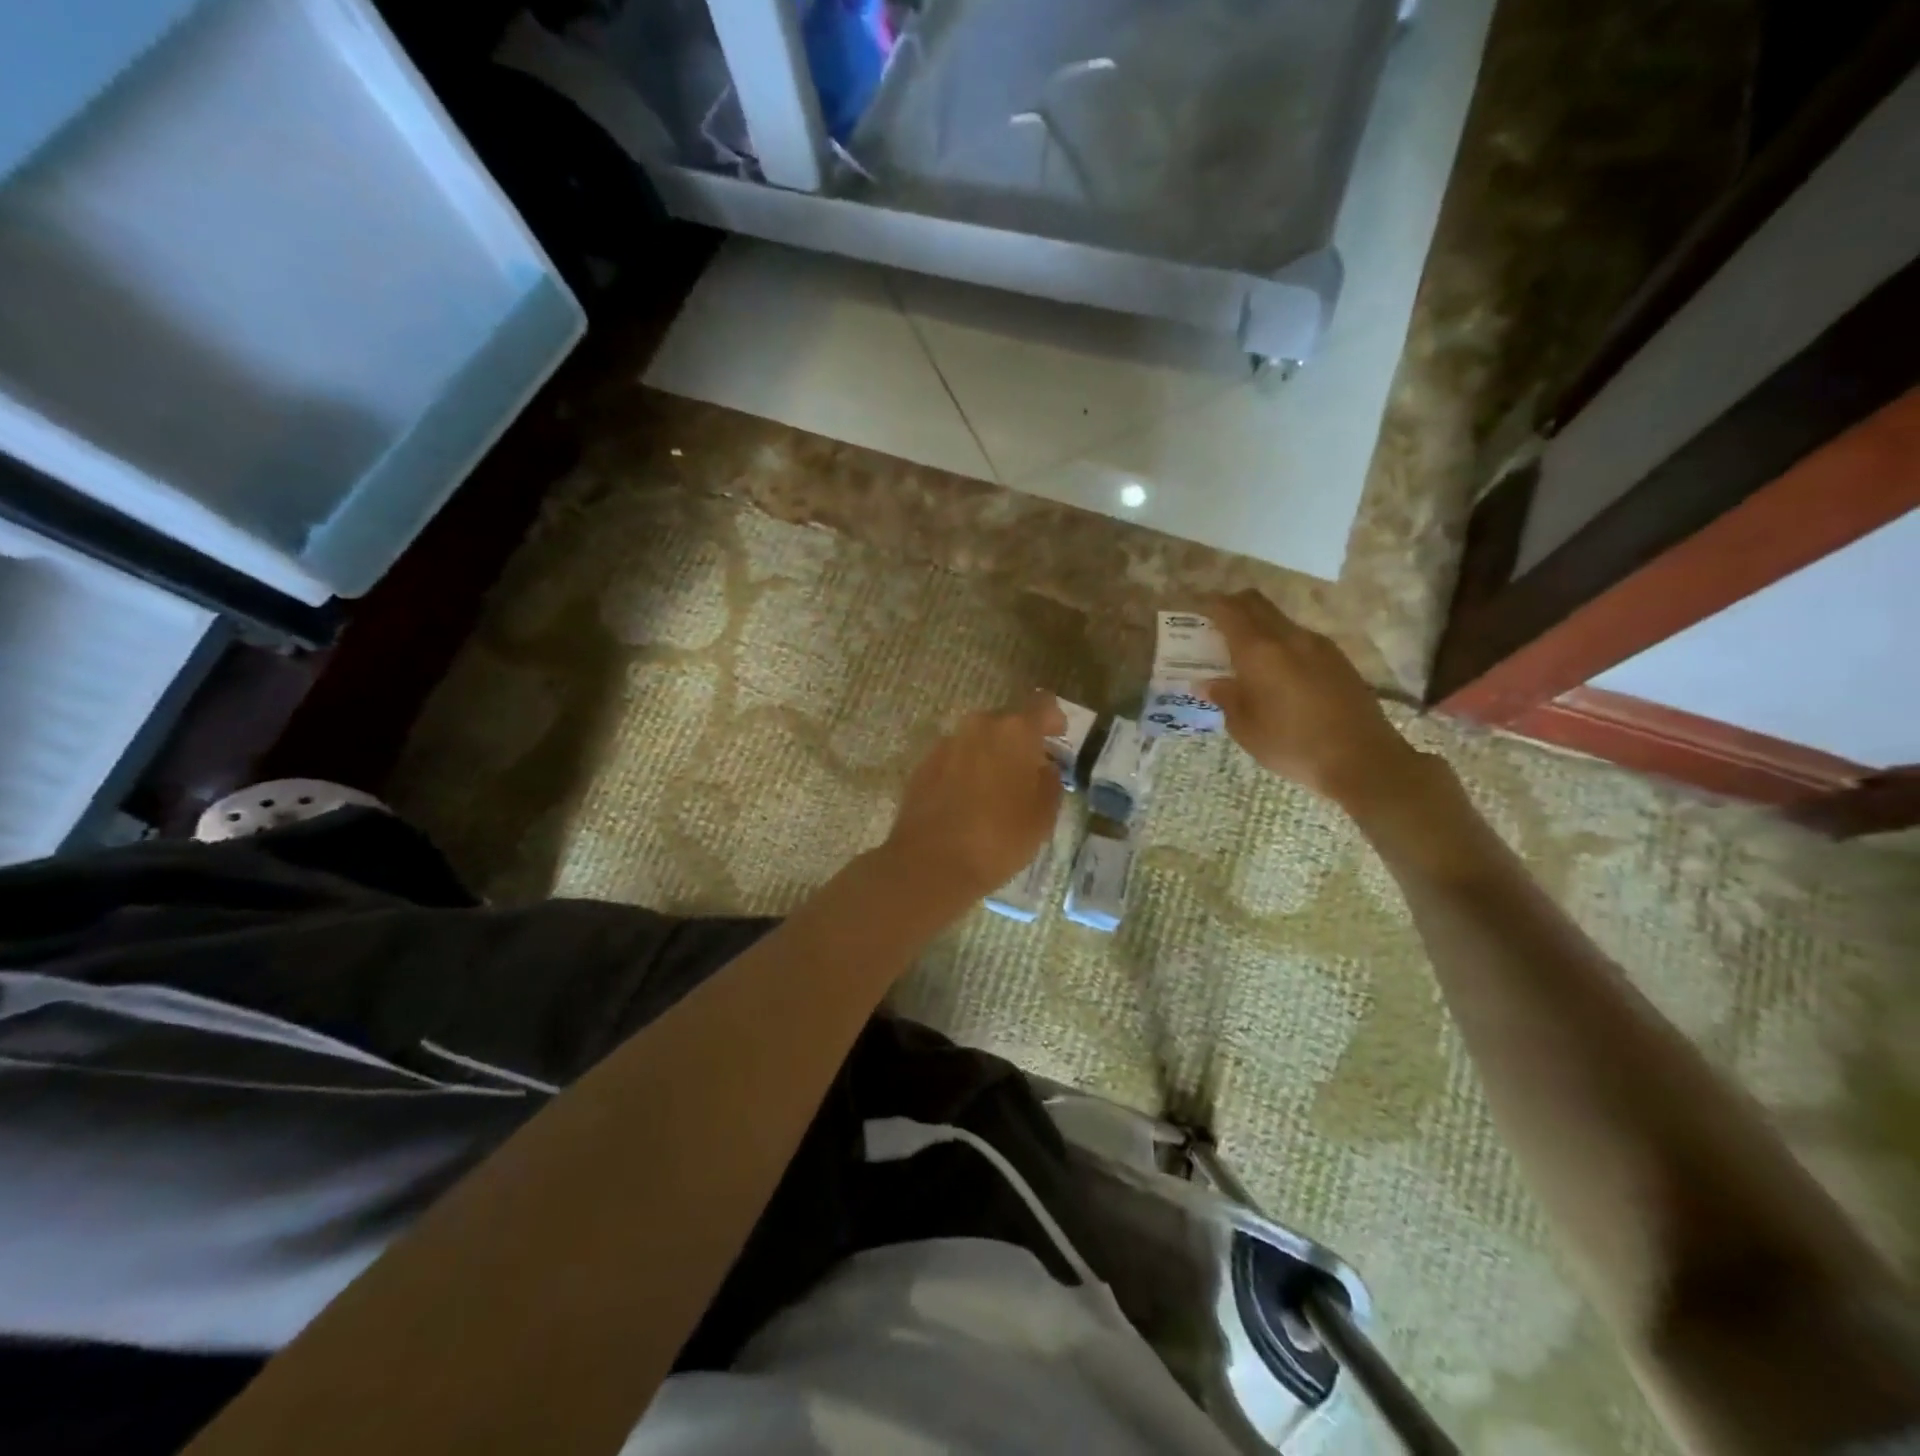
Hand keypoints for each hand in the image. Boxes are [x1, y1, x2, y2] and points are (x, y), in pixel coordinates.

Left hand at [882, 692, 1065, 904]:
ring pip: (978, 740)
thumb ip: (1050, 781)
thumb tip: (1044, 766)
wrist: (931, 863)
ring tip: (996, 791)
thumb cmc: (999, 838)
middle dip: (1019, 742)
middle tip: (1028, 772)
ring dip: (990, 756)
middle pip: (1007, 722)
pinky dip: (965, 771)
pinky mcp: (923, 765)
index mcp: (1015, 731)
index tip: (1058, 739)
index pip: (1043, 704)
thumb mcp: (1043, 816)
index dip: (1054, 719)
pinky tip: (968, 802)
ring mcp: (946, 744)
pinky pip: (955, 758)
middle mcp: (978, 726)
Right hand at [1203, 590, 1423, 807]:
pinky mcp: (1337, 659)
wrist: (1361, 758)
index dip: (1210, 605)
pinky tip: (1277, 673)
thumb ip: (1225, 697)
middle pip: (1257, 603)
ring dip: (1259, 627)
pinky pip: (1300, 639)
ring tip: (1245, 656)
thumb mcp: (1245, 727)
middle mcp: (1289, 637)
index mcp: (1259, 650)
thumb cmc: (1291, 743)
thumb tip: (1208, 682)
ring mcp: (1318, 645)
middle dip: (1233, 607)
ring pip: (1280, 620)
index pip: (1230, 610)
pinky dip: (1280, 643)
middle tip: (1215, 627)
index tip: (1196, 612)